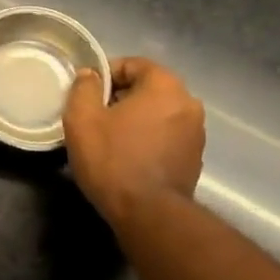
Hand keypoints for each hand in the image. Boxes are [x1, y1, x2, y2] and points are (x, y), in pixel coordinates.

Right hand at [62, 57, 204, 225]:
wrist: (149, 215)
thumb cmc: (114, 159)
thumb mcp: (83, 118)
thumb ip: (84, 87)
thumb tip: (90, 75)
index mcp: (165, 85)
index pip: (133, 64)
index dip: (105, 75)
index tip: (86, 95)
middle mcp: (188, 103)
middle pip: (147, 88)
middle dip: (120, 98)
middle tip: (94, 117)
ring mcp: (196, 133)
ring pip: (158, 113)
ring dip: (135, 120)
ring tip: (110, 140)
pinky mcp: (195, 159)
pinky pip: (166, 136)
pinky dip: (148, 140)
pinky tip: (128, 158)